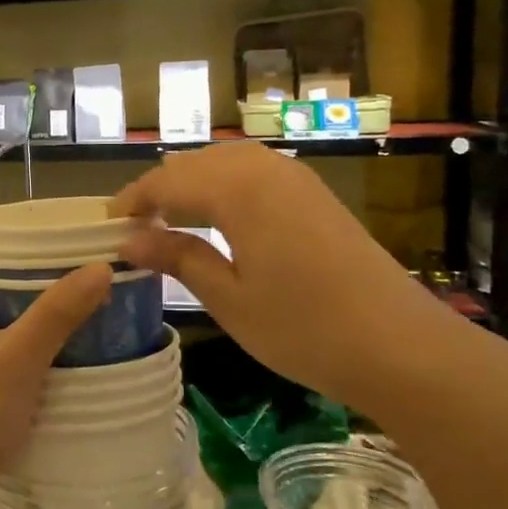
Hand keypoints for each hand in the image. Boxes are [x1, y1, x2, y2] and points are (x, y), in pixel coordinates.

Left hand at [0, 239, 112, 508]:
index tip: (44, 227)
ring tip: (82, 294)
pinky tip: (70, 344)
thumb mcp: (16, 358)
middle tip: (76, 260)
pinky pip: (11, 344)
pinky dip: (37, 337)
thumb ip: (56, 314)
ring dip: (37, 303)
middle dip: (30, 266)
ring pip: (3, 312)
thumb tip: (101, 266)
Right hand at [112, 143, 463, 415]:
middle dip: (160, 189)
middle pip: (195, 164)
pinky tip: (219, 220)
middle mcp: (265, 169)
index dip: (133, 200)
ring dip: (192, 185)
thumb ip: (178, 258)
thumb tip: (129, 240)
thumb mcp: (229, 298)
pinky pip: (254, 174)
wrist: (400, 345)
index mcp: (237, 189)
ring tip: (170, 222)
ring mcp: (296, 178)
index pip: (167, 181)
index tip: (107, 227)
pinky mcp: (315, 195)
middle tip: (135, 229)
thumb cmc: (304, 328)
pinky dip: (224, 188)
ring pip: (226, 163)